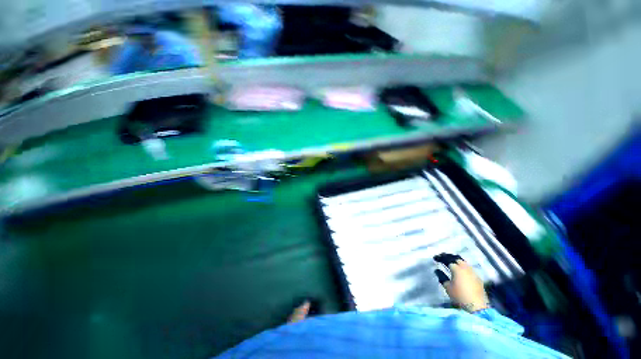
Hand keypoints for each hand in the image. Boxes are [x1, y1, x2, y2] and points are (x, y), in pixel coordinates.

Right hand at [434, 253, 489, 312]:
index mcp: (457, 268)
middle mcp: (465, 268)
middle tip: (443, 258)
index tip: (435, 258)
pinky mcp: (478, 278)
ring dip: (457, 261)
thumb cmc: (459, 296)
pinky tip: (461, 271)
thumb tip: (437, 270)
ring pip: (464, 262)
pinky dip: (463, 267)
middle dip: (449, 257)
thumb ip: (442, 277)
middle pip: (457, 259)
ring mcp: (473, 272)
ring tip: (452, 263)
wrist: (477, 307)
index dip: (440, 258)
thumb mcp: (447, 287)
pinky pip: (469, 268)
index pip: (447, 259)